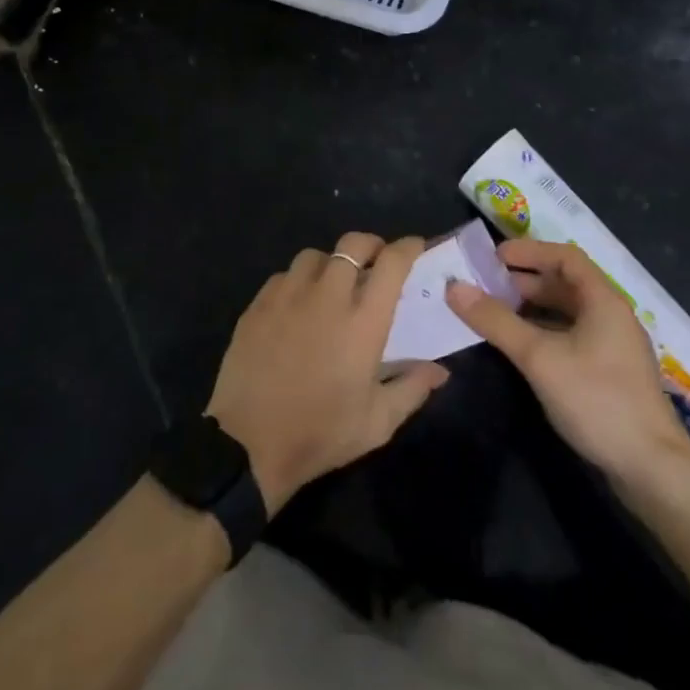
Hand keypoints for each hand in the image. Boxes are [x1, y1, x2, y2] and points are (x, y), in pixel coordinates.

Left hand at [205, 233, 449, 513]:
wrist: (249, 445)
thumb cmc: (321, 434)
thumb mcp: (377, 422)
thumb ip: (412, 388)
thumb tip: (440, 370)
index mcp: (362, 321)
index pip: (392, 264)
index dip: (407, 247)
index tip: (415, 247)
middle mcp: (327, 296)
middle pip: (353, 244)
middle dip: (370, 246)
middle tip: (376, 263)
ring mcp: (288, 296)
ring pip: (315, 255)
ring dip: (331, 263)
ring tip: (333, 285)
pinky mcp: (258, 304)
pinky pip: (284, 276)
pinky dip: (298, 282)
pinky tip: (298, 305)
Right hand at [448, 238, 689, 490]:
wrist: (652, 470)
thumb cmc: (597, 400)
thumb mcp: (539, 357)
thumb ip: (496, 321)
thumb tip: (454, 287)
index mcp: (603, 300)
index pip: (565, 257)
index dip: (529, 251)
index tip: (494, 256)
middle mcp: (611, 316)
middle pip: (566, 283)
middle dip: (525, 280)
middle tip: (486, 285)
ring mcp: (613, 347)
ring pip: (568, 312)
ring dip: (532, 307)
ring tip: (496, 312)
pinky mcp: (610, 374)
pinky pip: (571, 337)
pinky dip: (544, 332)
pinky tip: (521, 347)